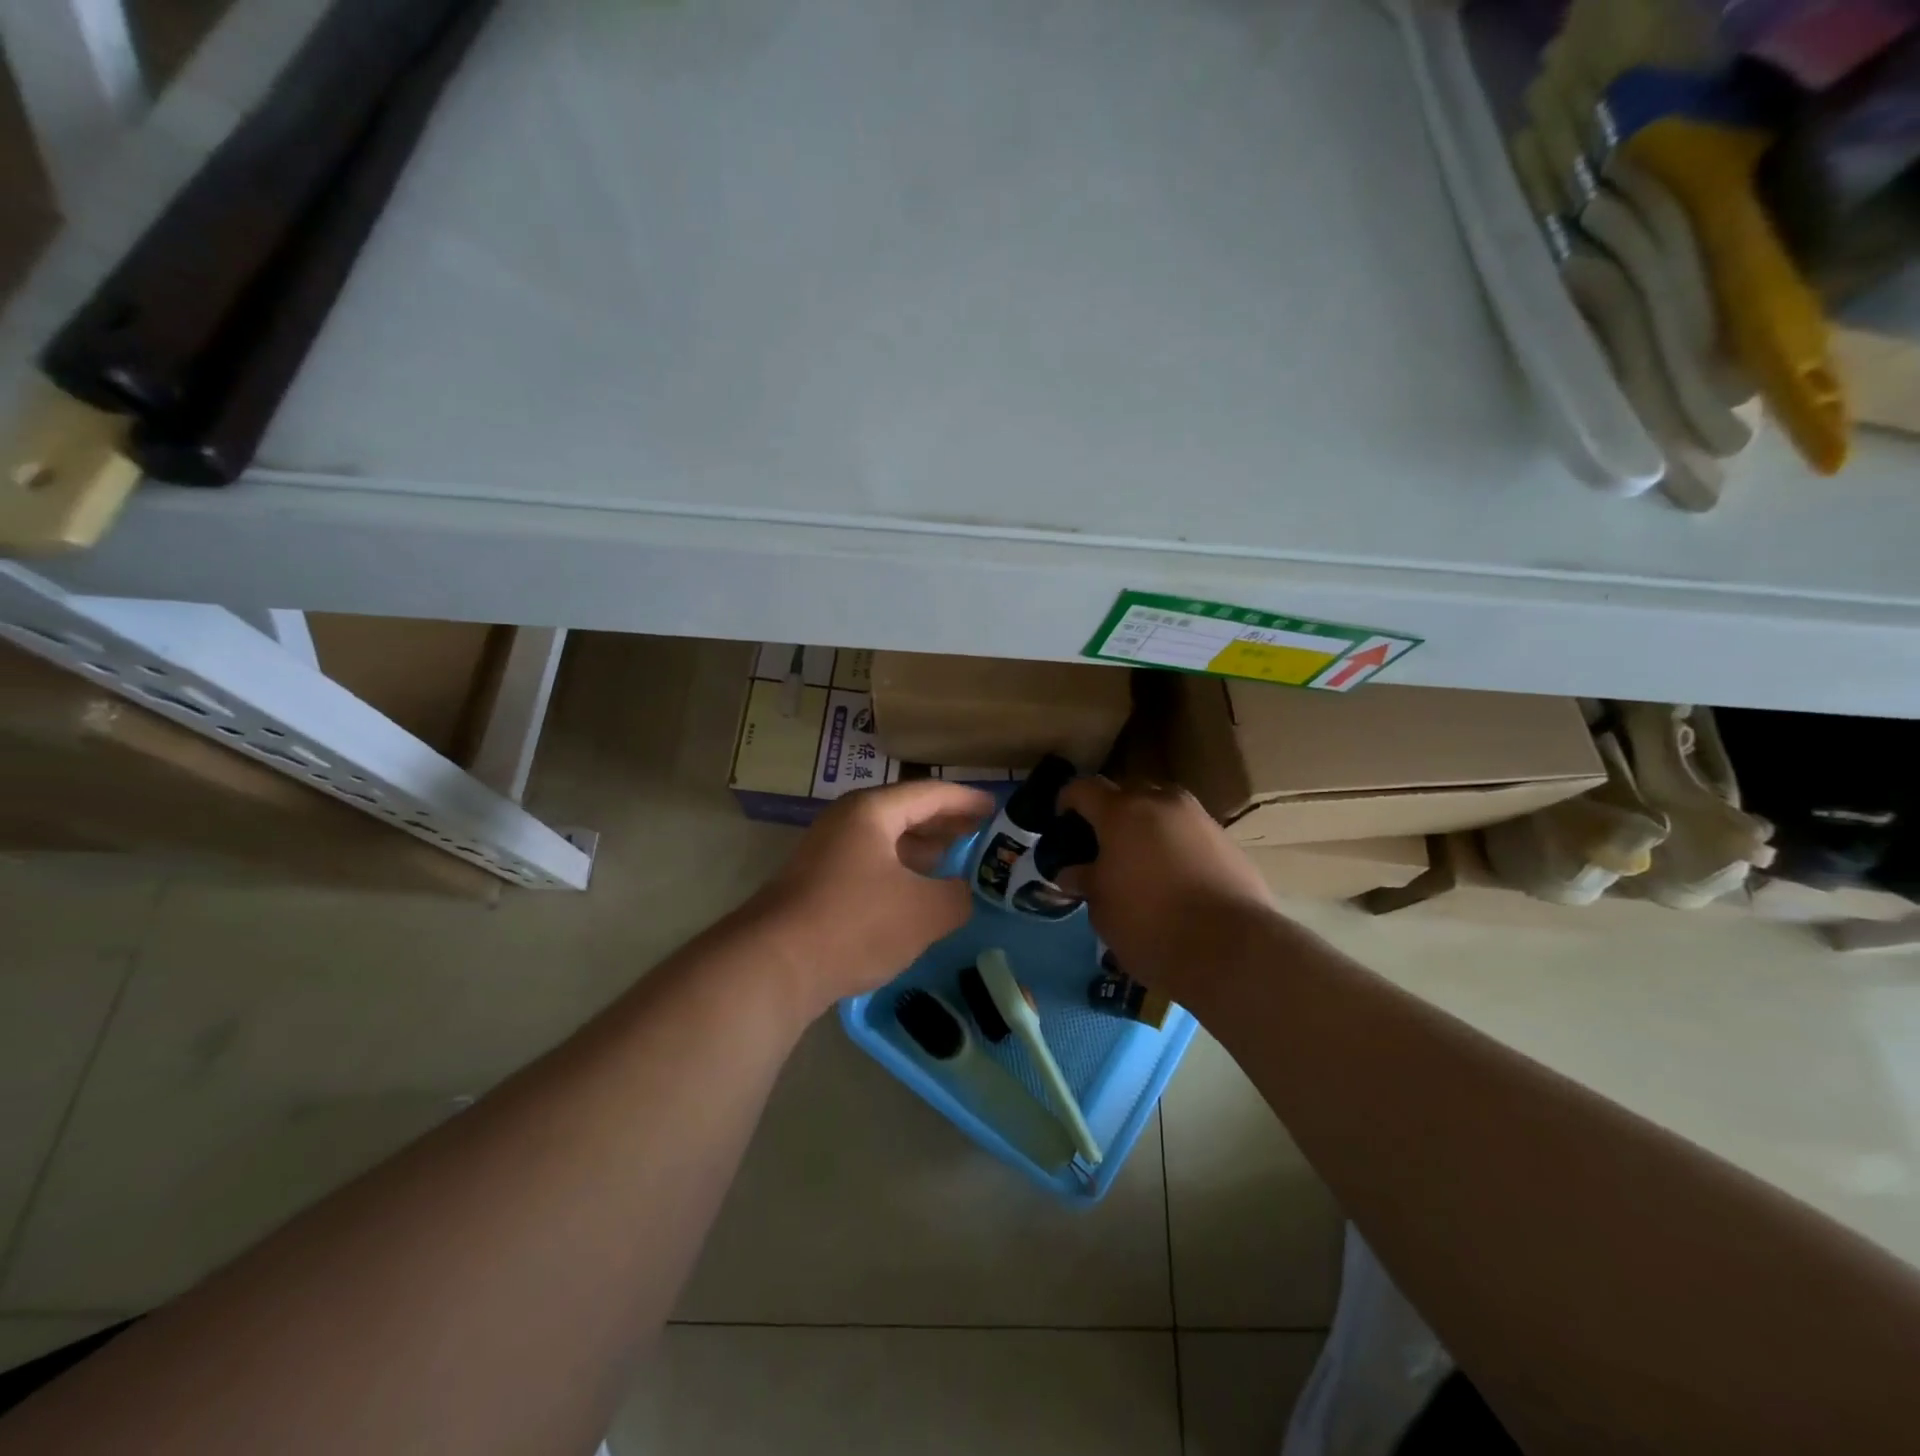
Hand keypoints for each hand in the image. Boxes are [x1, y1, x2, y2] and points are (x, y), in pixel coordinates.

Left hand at [742, 779, 994, 1009]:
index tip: (996, 808)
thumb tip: (961, 893)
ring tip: (954, 861)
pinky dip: (899, 870)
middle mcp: (846, 821)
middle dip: (945, 822)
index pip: (930, 793)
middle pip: (905, 812)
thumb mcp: (925, 912)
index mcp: (872, 811)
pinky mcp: (817, 882)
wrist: (775, 964)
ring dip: (921, 848)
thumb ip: (957, 896)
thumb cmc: (856, 923)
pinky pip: (869, 863)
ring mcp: (827, 851)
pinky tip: (914, 893)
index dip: (967, 800)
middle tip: (980, 833)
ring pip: (886, 840)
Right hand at [1057, 776, 1273, 993]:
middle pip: (1127, 792)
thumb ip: (1086, 881)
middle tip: (1101, 845)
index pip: (1083, 788)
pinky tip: (1173, 878)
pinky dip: (1175, 844)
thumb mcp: (1102, 908)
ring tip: (1139, 861)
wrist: (1232, 948)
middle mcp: (1162, 802)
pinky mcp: (1228, 841)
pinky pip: (1189, 831)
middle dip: (1111, 812)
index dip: (1066, 801)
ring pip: (1162, 809)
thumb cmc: (1150, 924)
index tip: (1061, 823)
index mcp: (1122, 812)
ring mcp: (1199, 818)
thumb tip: (1073, 872)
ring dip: (1146, 826)